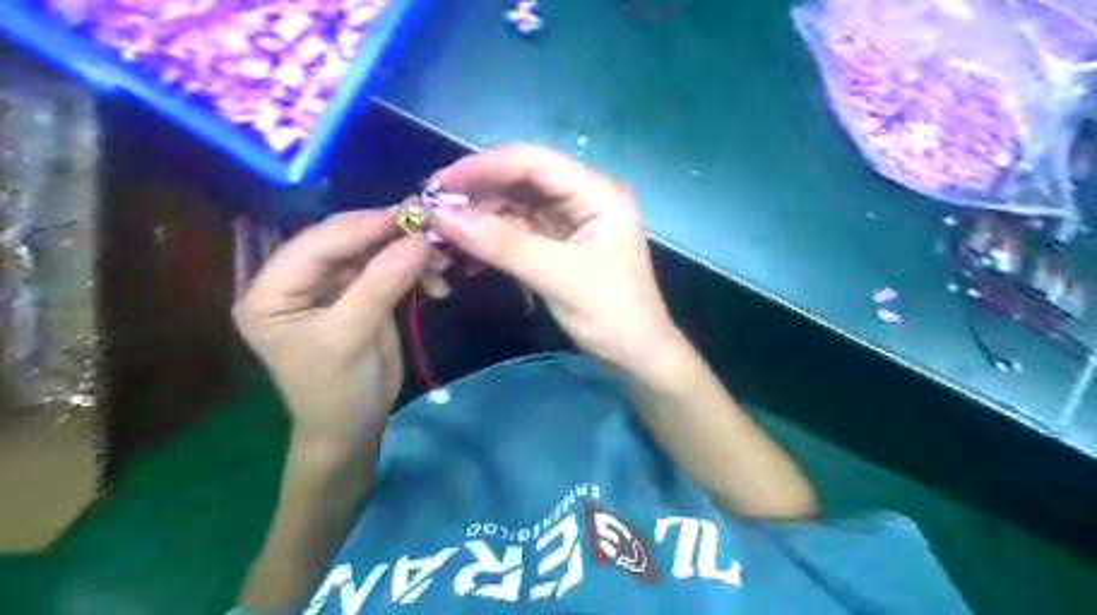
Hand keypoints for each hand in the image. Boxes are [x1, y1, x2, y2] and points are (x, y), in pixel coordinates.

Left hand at [232, 209, 426, 447]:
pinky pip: (388, 269)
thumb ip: (379, 285)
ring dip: (408, 253)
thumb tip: (418, 241)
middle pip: (344, 241)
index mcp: (271, 290)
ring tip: (441, 264)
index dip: (363, 226)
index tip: (410, 214)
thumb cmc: (336, 391)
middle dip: (389, 236)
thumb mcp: (350, 339)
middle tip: (433, 232)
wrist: (353, 427)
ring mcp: (330, 286)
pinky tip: (436, 281)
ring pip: (371, 251)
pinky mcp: (359, 294)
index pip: (316, 244)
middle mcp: (297, 281)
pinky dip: (414, 270)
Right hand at [430, 145, 682, 373]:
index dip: (485, 167)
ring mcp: (570, 222)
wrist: (637, 357)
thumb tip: (443, 217)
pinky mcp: (559, 245)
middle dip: (478, 194)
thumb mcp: (559, 278)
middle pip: (522, 181)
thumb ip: (504, 245)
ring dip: (481, 220)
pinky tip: (468, 255)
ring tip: (444, 238)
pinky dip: (492, 241)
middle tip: (433, 212)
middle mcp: (584, 198)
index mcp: (597, 193)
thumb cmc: (612, 316)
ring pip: (516, 207)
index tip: (440, 185)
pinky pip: (518, 232)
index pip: (534, 163)